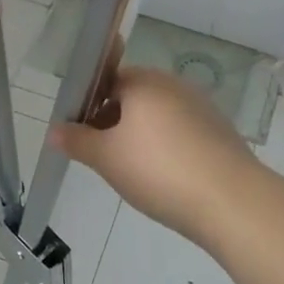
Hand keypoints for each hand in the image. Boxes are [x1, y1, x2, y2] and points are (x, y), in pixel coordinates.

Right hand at [49, 66, 264, 247]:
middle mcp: (173, 85)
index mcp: (144, 82)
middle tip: (105, 158)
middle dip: (115, 123)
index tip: (84, 137)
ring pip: (158, 116)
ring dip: (142, 137)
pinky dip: (169, 148)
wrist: (230, 201)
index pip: (107, 81)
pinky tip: (167, 178)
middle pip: (134, 97)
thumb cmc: (158, 171)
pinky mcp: (220, 131)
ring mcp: (201, 107)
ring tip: (135, 173)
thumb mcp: (106, 158)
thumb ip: (77, 141)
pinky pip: (182, 133)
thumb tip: (53, 130)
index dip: (91, 107)